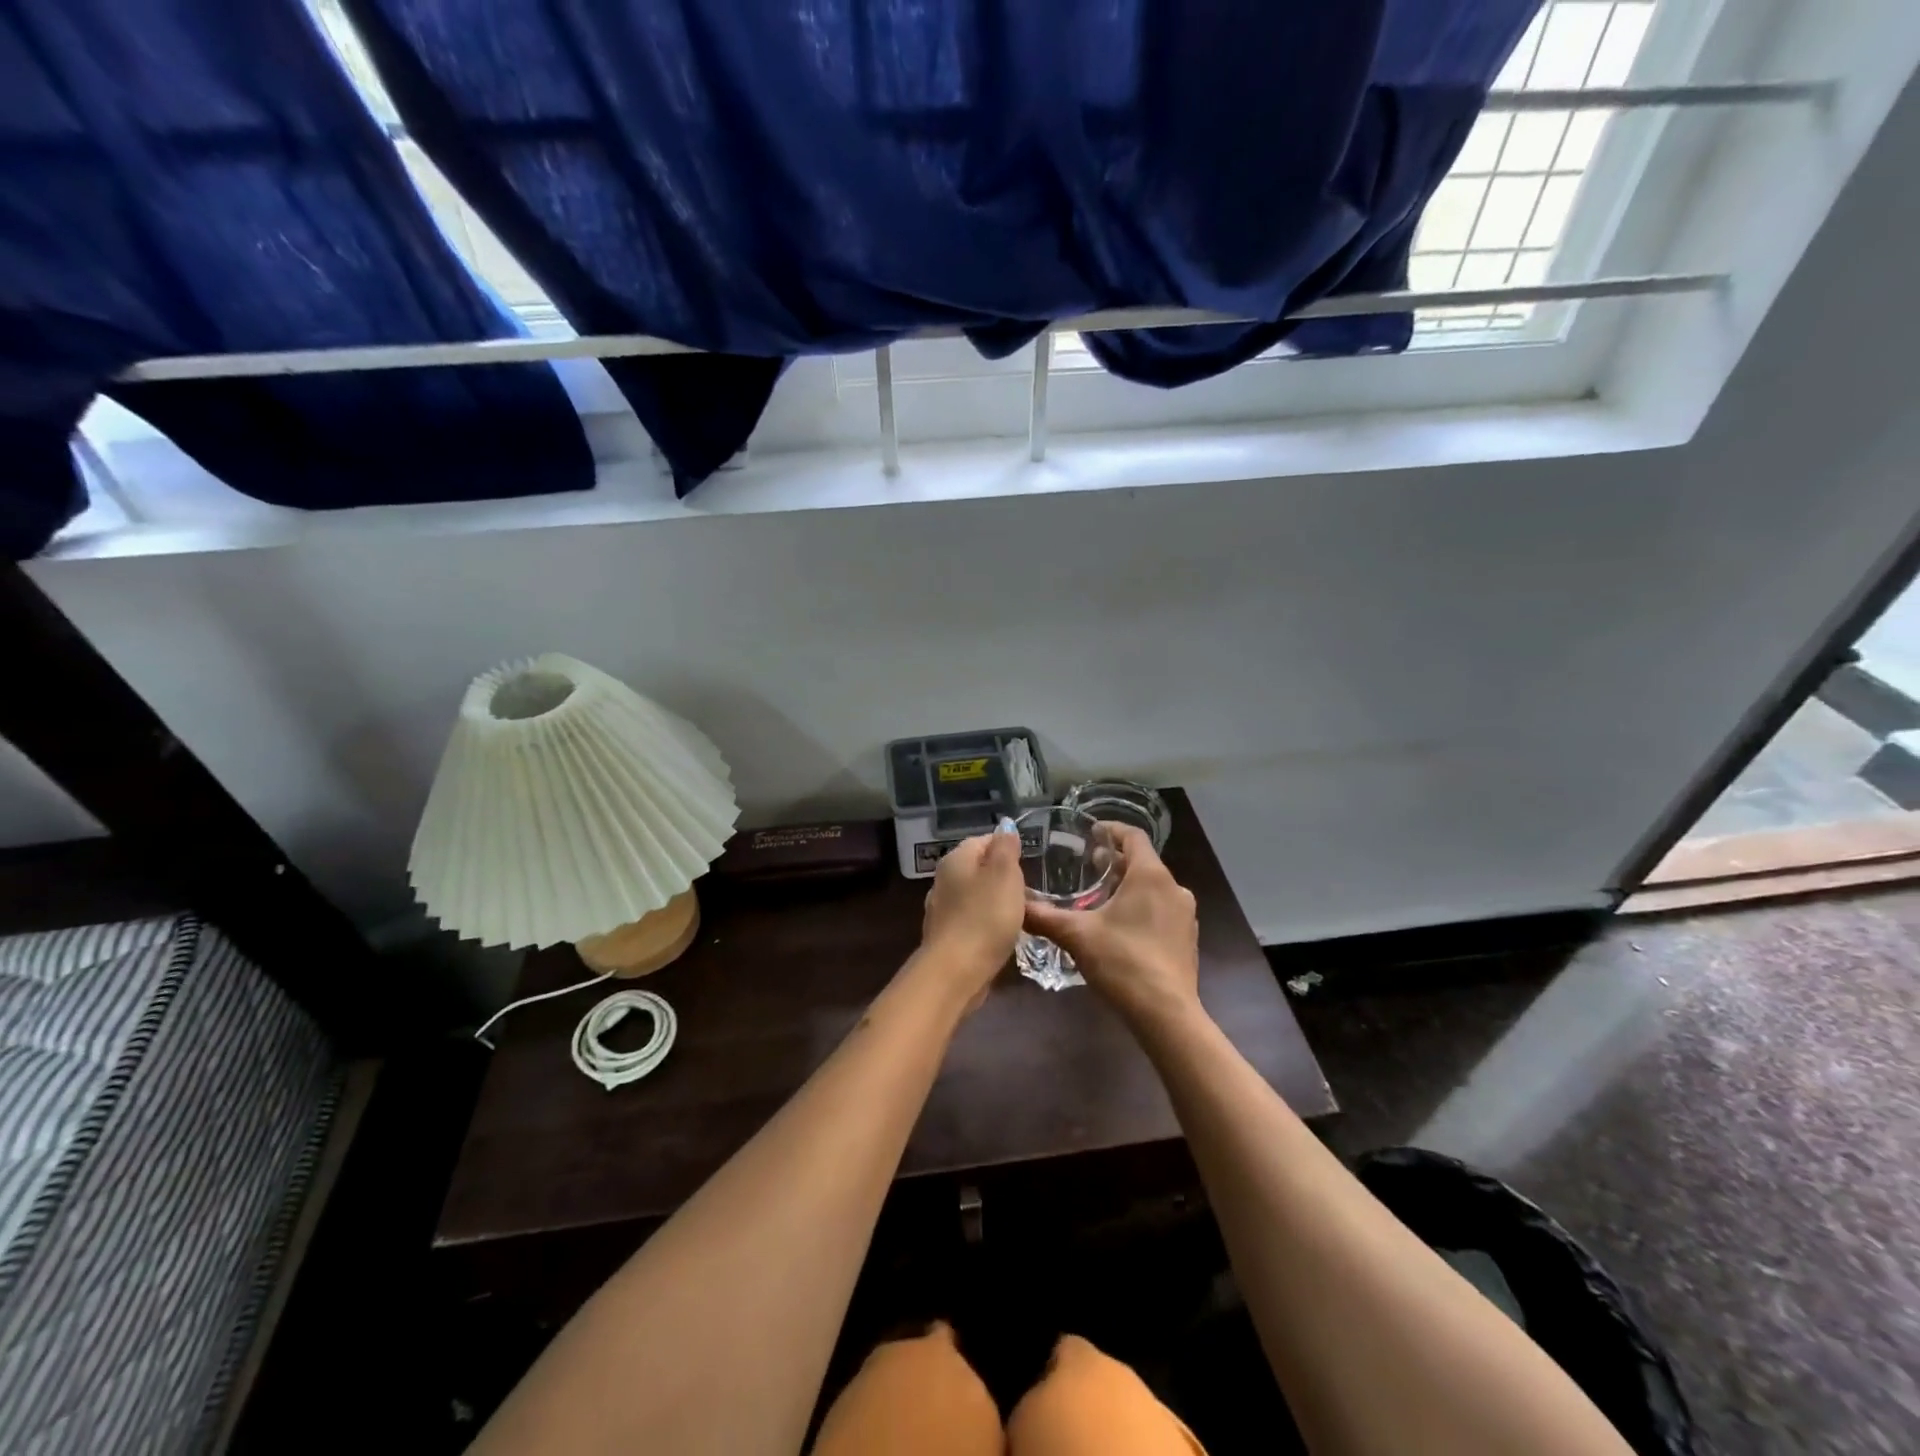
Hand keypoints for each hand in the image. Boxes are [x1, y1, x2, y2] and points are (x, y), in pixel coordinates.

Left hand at [915, 831, 1026, 1010]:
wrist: (956, 972)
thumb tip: (1005, 826)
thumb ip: (1005, 847)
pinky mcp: (947, 936)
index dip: (1008, 849)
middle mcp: (944, 879)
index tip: (1030, 865)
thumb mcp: (1004, 875)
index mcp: (956, 859)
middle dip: (1005, 878)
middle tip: (1030, 893)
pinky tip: (1003, 935)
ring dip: (998, 903)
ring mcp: (942, 909)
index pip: (984, 840)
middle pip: (980, 869)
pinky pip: (973, 920)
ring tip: (1022, 916)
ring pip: (977, 896)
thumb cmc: (985, 917)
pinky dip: (988, 923)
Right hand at [1024, 824, 1200, 1032]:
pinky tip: (1122, 927)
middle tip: (1088, 867)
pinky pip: (1163, 910)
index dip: (1111, 830)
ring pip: (1154, 887)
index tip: (1091, 832)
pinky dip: (1142, 908)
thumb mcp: (1076, 935)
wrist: (1166, 1014)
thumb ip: (1044, 916)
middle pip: (1144, 862)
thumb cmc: (1122, 962)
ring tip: (1101, 897)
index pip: (1133, 836)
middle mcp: (1174, 888)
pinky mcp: (1188, 938)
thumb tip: (1016, 904)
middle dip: (1116, 862)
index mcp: (1150, 875)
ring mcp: (1185, 914)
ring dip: (1129, 886)